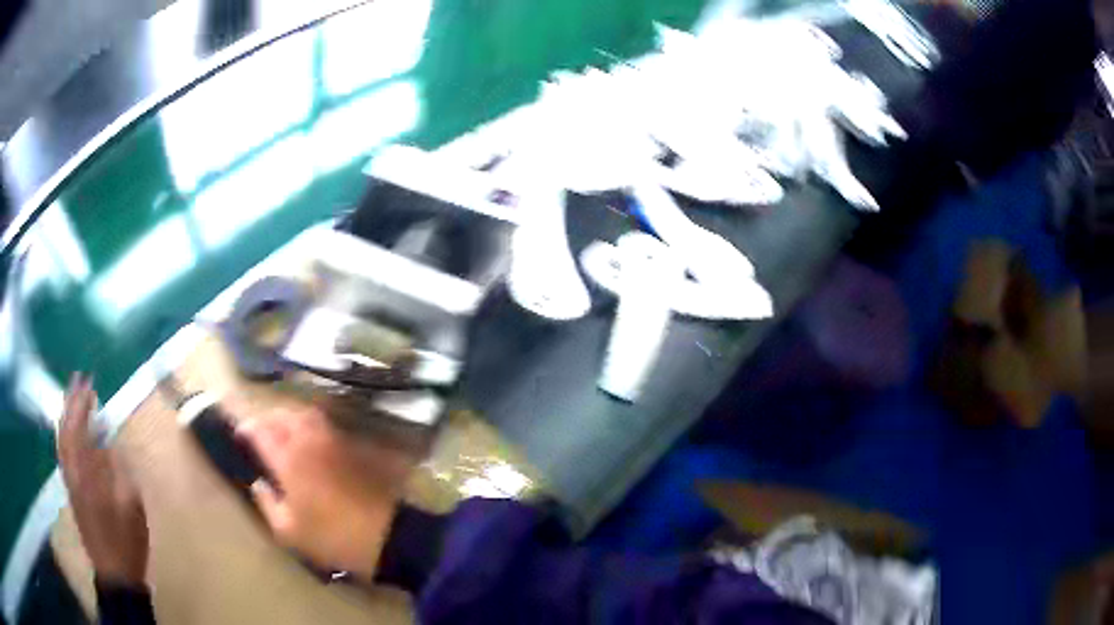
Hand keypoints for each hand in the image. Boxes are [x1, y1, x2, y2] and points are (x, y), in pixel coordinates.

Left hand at [58, 373, 148, 586]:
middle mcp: (73, 473)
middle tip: (78, 380)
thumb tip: (110, 441)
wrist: (115, 574)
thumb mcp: (131, 507)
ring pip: (61, 440)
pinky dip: (64, 434)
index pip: (80, 430)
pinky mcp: (71, 491)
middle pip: (66, 430)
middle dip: (71, 402)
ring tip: (73, 398)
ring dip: (66, 415)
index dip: (83, 404)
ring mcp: (70, 482)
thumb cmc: (127, 542)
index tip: (90, 383)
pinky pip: (63, 454)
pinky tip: (69, 430)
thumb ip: (119, 470)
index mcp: (88, 475)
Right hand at [236, 404, 413, 580]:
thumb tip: (257, 484)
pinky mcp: (351, 446)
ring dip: (288, 416)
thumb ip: (267, 504)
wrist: (385, 534)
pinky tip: (308, 440)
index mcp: (288, 460)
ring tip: (281, 430)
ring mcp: (332, 441)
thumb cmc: (332, 537)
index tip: (238, 433)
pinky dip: (309, 424)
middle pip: (282, 415)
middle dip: (266, 418)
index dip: (246, 428)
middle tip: (259, 430)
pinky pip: (324, 424)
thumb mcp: (289, 532)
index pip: (260, 432)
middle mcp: (308, 441)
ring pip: (305, 414)